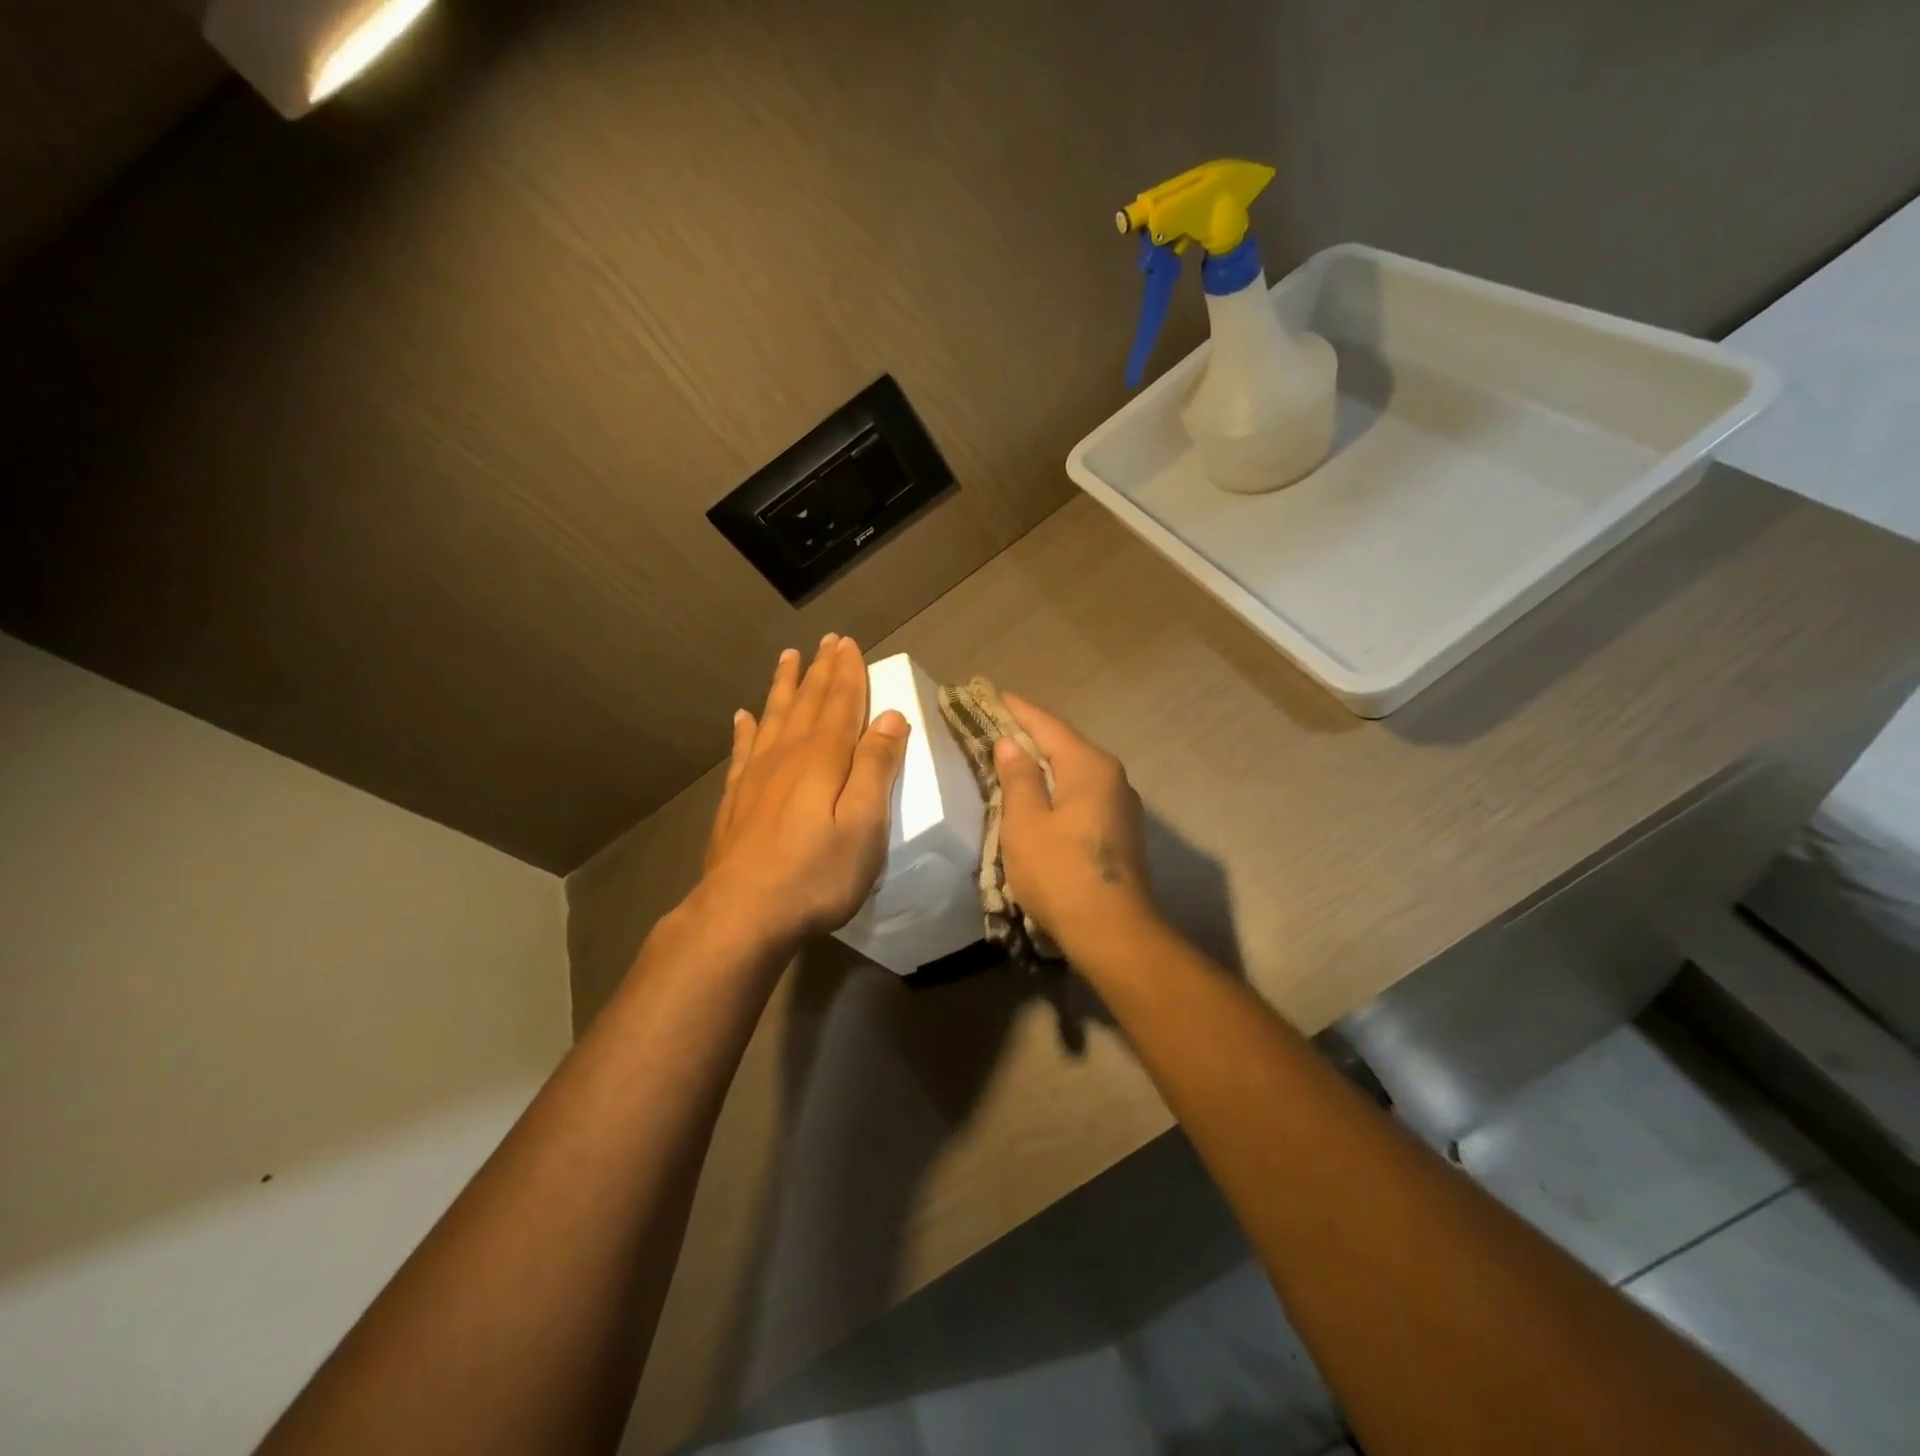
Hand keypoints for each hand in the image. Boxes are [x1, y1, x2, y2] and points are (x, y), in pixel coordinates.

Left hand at [695, 635, 910, 950]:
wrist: (742, 914)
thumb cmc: (816, 874)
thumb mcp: (864, 825)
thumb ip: (876, 768)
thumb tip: (890, 716)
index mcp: (823, 758)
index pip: (840, 703)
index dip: (847, 673)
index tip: (848, 643)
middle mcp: (787, 756)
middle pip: (806, 703)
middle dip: (819, 671)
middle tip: (826, 640)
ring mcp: (756, 777)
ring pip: (773, 718)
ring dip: (784, 687)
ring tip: (787, 659)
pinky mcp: (735, 801)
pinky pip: (742, 751)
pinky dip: (745, 730)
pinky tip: (742, 717)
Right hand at [993, 693, 1157, 956]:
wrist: (1114, 933)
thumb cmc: (1060, 873)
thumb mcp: (1025, 823)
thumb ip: (1018, 778)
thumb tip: (1011, 744)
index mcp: (1089, 766)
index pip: (1047, 724)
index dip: (1016, 709)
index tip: (990, 694)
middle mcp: (1112, 776)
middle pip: (1064, 745)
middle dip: (1029, 735)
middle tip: (992, 727)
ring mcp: (1122, 804)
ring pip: (1074, 771)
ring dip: (1043, 764)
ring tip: (1010, 761)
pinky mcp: (1121, 830)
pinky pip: (1083, 795)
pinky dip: (1057, 788)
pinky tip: (1039, 799)